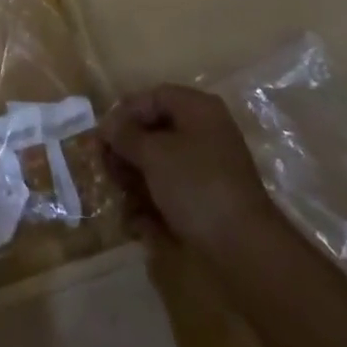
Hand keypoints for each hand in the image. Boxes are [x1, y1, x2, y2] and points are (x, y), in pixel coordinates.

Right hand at [99, 85, 292, 271]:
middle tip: (105, 168)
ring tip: (120, 198)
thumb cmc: (196, 186)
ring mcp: (208, 169)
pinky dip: (152, 202)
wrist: (244, 250)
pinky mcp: (208, 202)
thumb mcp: (154, 154)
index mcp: (198, 110)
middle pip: (156, 131)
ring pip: (161, 164)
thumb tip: (106, 127)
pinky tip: (137, 221)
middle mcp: (205, 133)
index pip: (154, 97)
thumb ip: (125, 135)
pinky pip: (172, 191)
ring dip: (136, 178)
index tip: (102, 135)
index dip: (125, 112)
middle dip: (127, 150)